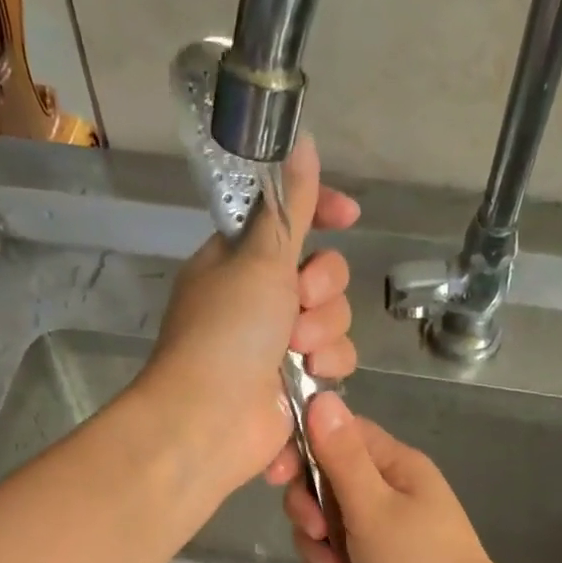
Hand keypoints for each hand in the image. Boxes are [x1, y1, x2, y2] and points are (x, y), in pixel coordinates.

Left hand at [134, 134, 361, 492]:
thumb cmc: (226, 333)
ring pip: (336, 322)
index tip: (350, 216)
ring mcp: (279, 347)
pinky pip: (335, 365)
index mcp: (240, 262)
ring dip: (324, 335)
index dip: (323, 213)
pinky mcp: (297, 387)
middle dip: (323, 290)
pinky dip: (326, 372)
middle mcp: (261, 301)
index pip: (290, 221)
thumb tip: (301, 140)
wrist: (211, 422)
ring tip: (298, 355)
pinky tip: (309, 383)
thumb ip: (289, 206)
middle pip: (325, 276)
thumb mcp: (258, 258)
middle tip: (297, 306)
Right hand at [283, 394, 520, 562]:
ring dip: (317, 547)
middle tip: (316, 534)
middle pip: (325, 481)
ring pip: (327, 521)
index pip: (338, 434)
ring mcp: (382, 527)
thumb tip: (322, 397)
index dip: (302, 450)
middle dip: (309, 510)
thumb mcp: (373, 508)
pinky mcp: (376, 559)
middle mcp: (388, 489)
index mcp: (394, 464)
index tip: (275, 477)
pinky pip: (337, 552)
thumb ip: (342, 457)